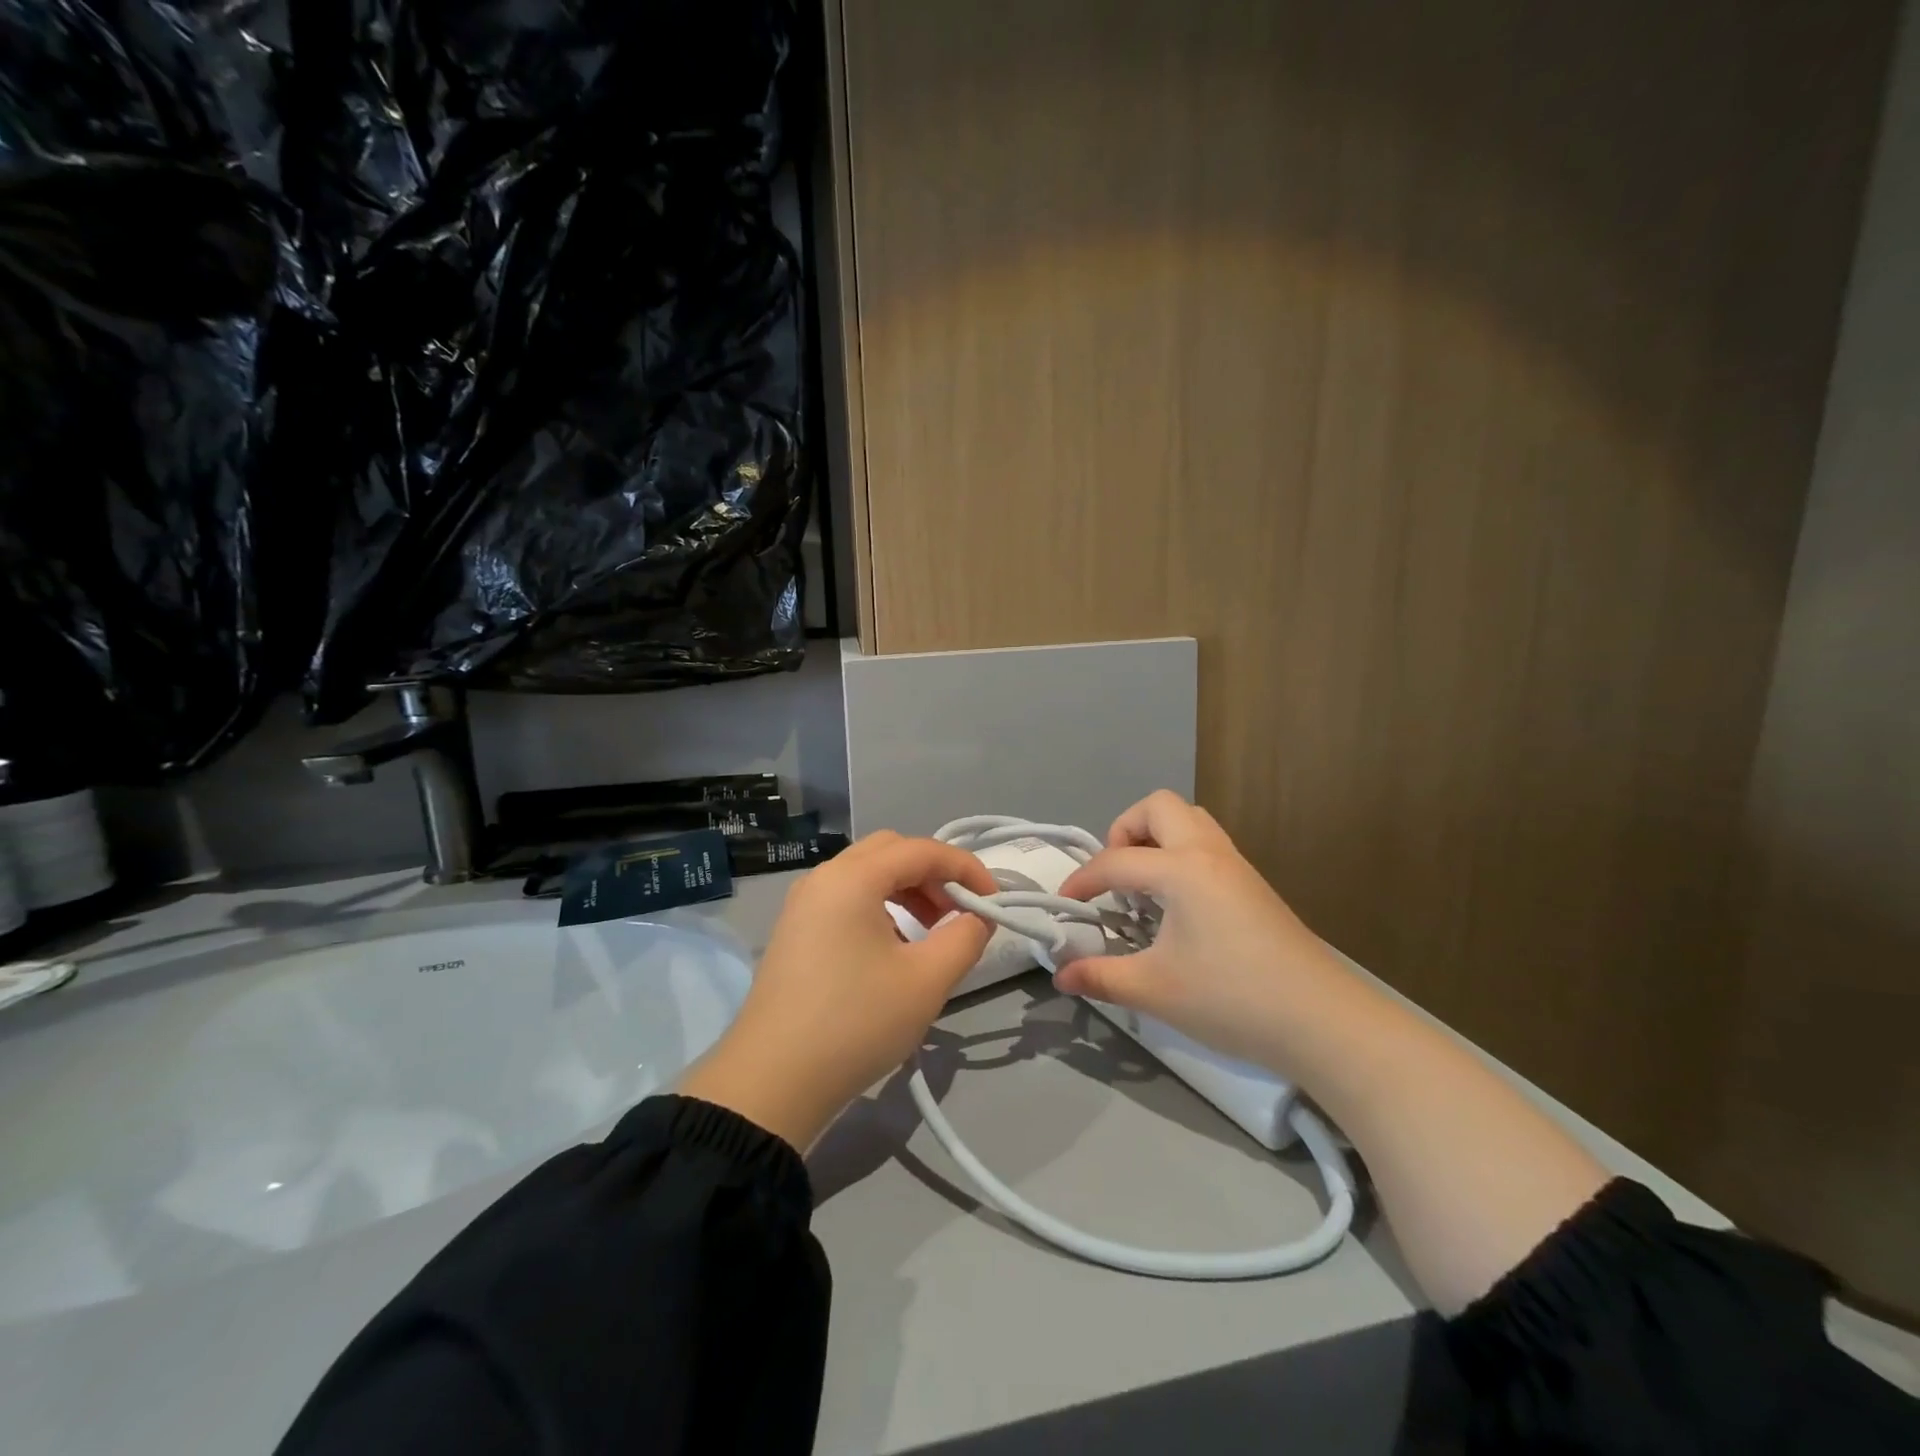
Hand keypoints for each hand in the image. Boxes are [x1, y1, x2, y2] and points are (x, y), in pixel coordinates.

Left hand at [679, 831, 995, 1150]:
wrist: (772, 1081)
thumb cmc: (855, 1023)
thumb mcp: (926, 981)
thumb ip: (965, 938)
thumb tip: (978, 917)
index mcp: (853, 878)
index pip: (922, 850)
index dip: (965, 869)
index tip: (994, 902)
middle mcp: (824, 877)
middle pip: (891, 852)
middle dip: (933, 874)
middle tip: (959, 912)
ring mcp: (804, 903)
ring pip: (867, 875)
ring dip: (907, 891)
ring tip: (933, 932)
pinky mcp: (795, 930)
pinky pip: (847, 898)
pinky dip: (880, 907)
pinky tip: (894, 949)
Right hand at [1052, 791, 1345, 1069]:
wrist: (1322, 1021)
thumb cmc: (1232, 998)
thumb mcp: (1155, 990)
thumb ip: (1101, 977)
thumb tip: (1061, 976)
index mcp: (1182, 869)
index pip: (1116, 860)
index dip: (1083, 880)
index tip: (1065, 906)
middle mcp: (1208, 853)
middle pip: (1158, 807)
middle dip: (1125, 831)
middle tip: (1116, 877)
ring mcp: (1236, 866)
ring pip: (1189, 821)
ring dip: (1156, 839)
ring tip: (1143, 887)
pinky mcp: (1253, 885)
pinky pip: (1206, 845)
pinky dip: (1180, 856)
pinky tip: (1176, 906)